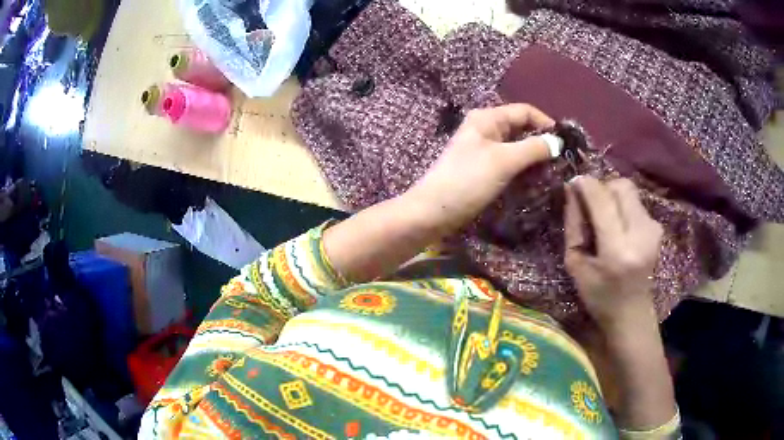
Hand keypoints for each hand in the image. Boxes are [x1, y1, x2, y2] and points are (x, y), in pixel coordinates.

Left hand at [407, 104, 555, 233]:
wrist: (434, 210)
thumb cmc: (468, 180)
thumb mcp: (503, 161)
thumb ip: (533, 148)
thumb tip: (558, 142)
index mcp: (487, 118)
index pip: (524, 111)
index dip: (545, 123)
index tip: (565, 142)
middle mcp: (486, 128)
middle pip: (521, 127)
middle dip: (541, 141)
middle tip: (562, 159)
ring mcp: (484, 148)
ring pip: (516, 146)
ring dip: (533, 156)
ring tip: (553, 170)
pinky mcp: (483, 167)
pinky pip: (509, 160)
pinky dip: (523, 166)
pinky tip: (535, 177)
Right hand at [563, 177, 663, 330]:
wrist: (632, 314)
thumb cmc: (599, 296)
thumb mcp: (575, 265)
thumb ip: (573, 225)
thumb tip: (572, 189)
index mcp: (617, 250)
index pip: (602, 200)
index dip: (586, 184)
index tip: (573, 183)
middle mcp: (640, 234)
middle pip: (620, 186)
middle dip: (602, 188)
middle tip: (591, 206)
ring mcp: (653, 230)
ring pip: (629, 190)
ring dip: (612, 197)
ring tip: (605, 220)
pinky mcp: (658, 227)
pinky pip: (635, 202)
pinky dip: (622, 207)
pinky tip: (618, 228)